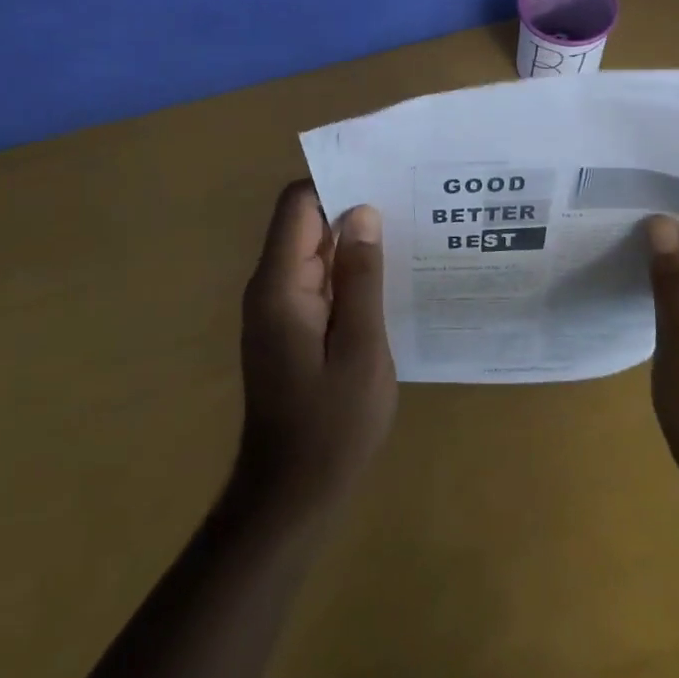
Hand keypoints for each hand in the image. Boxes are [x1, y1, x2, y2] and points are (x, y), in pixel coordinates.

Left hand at [235, 181, 396, 516]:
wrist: (290, 499)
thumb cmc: (331, 426)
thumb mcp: (361, 348)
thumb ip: (361, 277)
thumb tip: (363, 212)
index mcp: (280, 285)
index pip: (298, 204)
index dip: (336, 183)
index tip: (382, 179)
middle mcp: (270, 288)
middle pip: (305, 223)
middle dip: (351, 207)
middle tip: (408, 201)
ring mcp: (278, 309)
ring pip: (313, 251)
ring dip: (352, 240)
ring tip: (407, 230)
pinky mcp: (289, 328)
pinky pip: (317, 280)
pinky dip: (347, 271)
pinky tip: (387, 275)